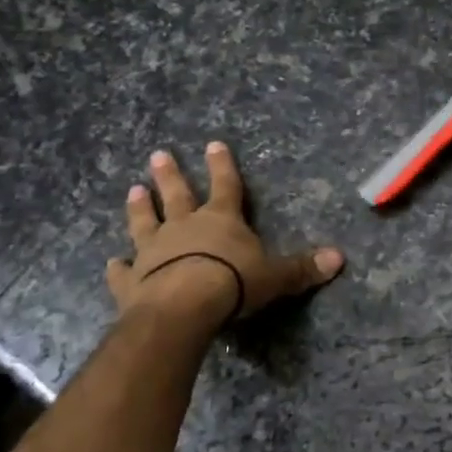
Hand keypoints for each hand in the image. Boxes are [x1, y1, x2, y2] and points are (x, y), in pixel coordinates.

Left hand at [107, 141, 344, 323]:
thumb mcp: (275, 276)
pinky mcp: (132, 280)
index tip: (213, 144)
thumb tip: (340, 259)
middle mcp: (184, 227)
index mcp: (221, 219)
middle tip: (158, 154)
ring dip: (139, 207)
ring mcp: (154, 251)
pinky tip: (111, 262)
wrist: (183, 307)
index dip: (222, 165)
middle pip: (177, 194)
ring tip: (133, 189)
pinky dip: (117, 267)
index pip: (225, 185)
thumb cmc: (233, 283)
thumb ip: (302, 268)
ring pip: (145, 222)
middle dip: (170, 174)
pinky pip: (122, 271)